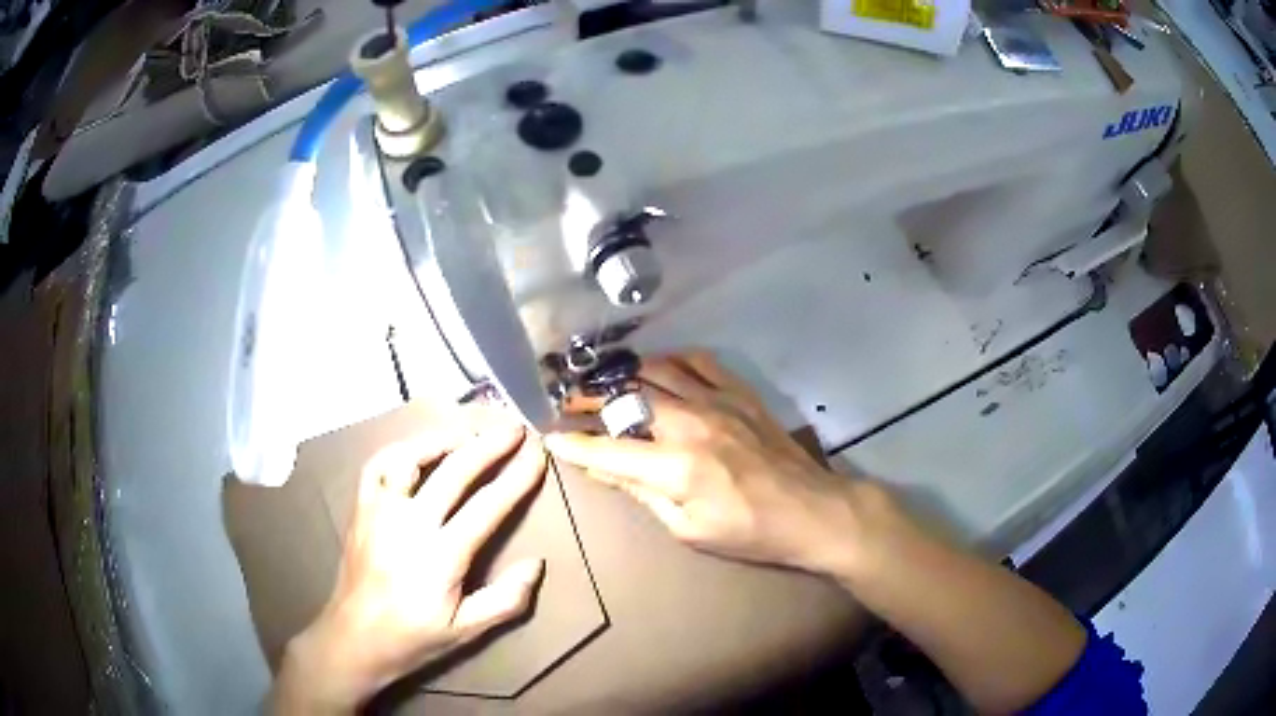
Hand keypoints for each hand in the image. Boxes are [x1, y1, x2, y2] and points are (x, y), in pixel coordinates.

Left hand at [273, 417, 546, 713]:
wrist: (355, 638)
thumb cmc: (414, 638)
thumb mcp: (467, 632)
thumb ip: (505, 600)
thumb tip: (537, 564)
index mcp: (440, 557)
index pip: (487, 506)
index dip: (516, 478)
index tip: (537, 455)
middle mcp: (409, 524)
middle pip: (454, 471)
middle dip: (489, 445)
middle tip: (514, 429)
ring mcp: (379, 511)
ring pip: (411, 457)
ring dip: (444, 439)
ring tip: (470, 433)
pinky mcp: (360, 508)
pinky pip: (378, 465)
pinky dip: (401, 449)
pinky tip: (418, 449)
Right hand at [546, 351, 885, 576]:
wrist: (811, 510)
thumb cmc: (748, 532)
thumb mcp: (688, 529)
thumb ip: (642, 493)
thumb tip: (602, 469)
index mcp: (676, 467)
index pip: (608, 450)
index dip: (573, 443)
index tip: (549, 434)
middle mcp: (691, 423)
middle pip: (626, 397)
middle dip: (589, 398)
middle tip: (568, 400)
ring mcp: (718, 400)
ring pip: (656, 370)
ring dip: (623, 374)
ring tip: (604, 381)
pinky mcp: (739, 391)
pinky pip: (697, 360)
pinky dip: (670, 359)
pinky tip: (658, 368)